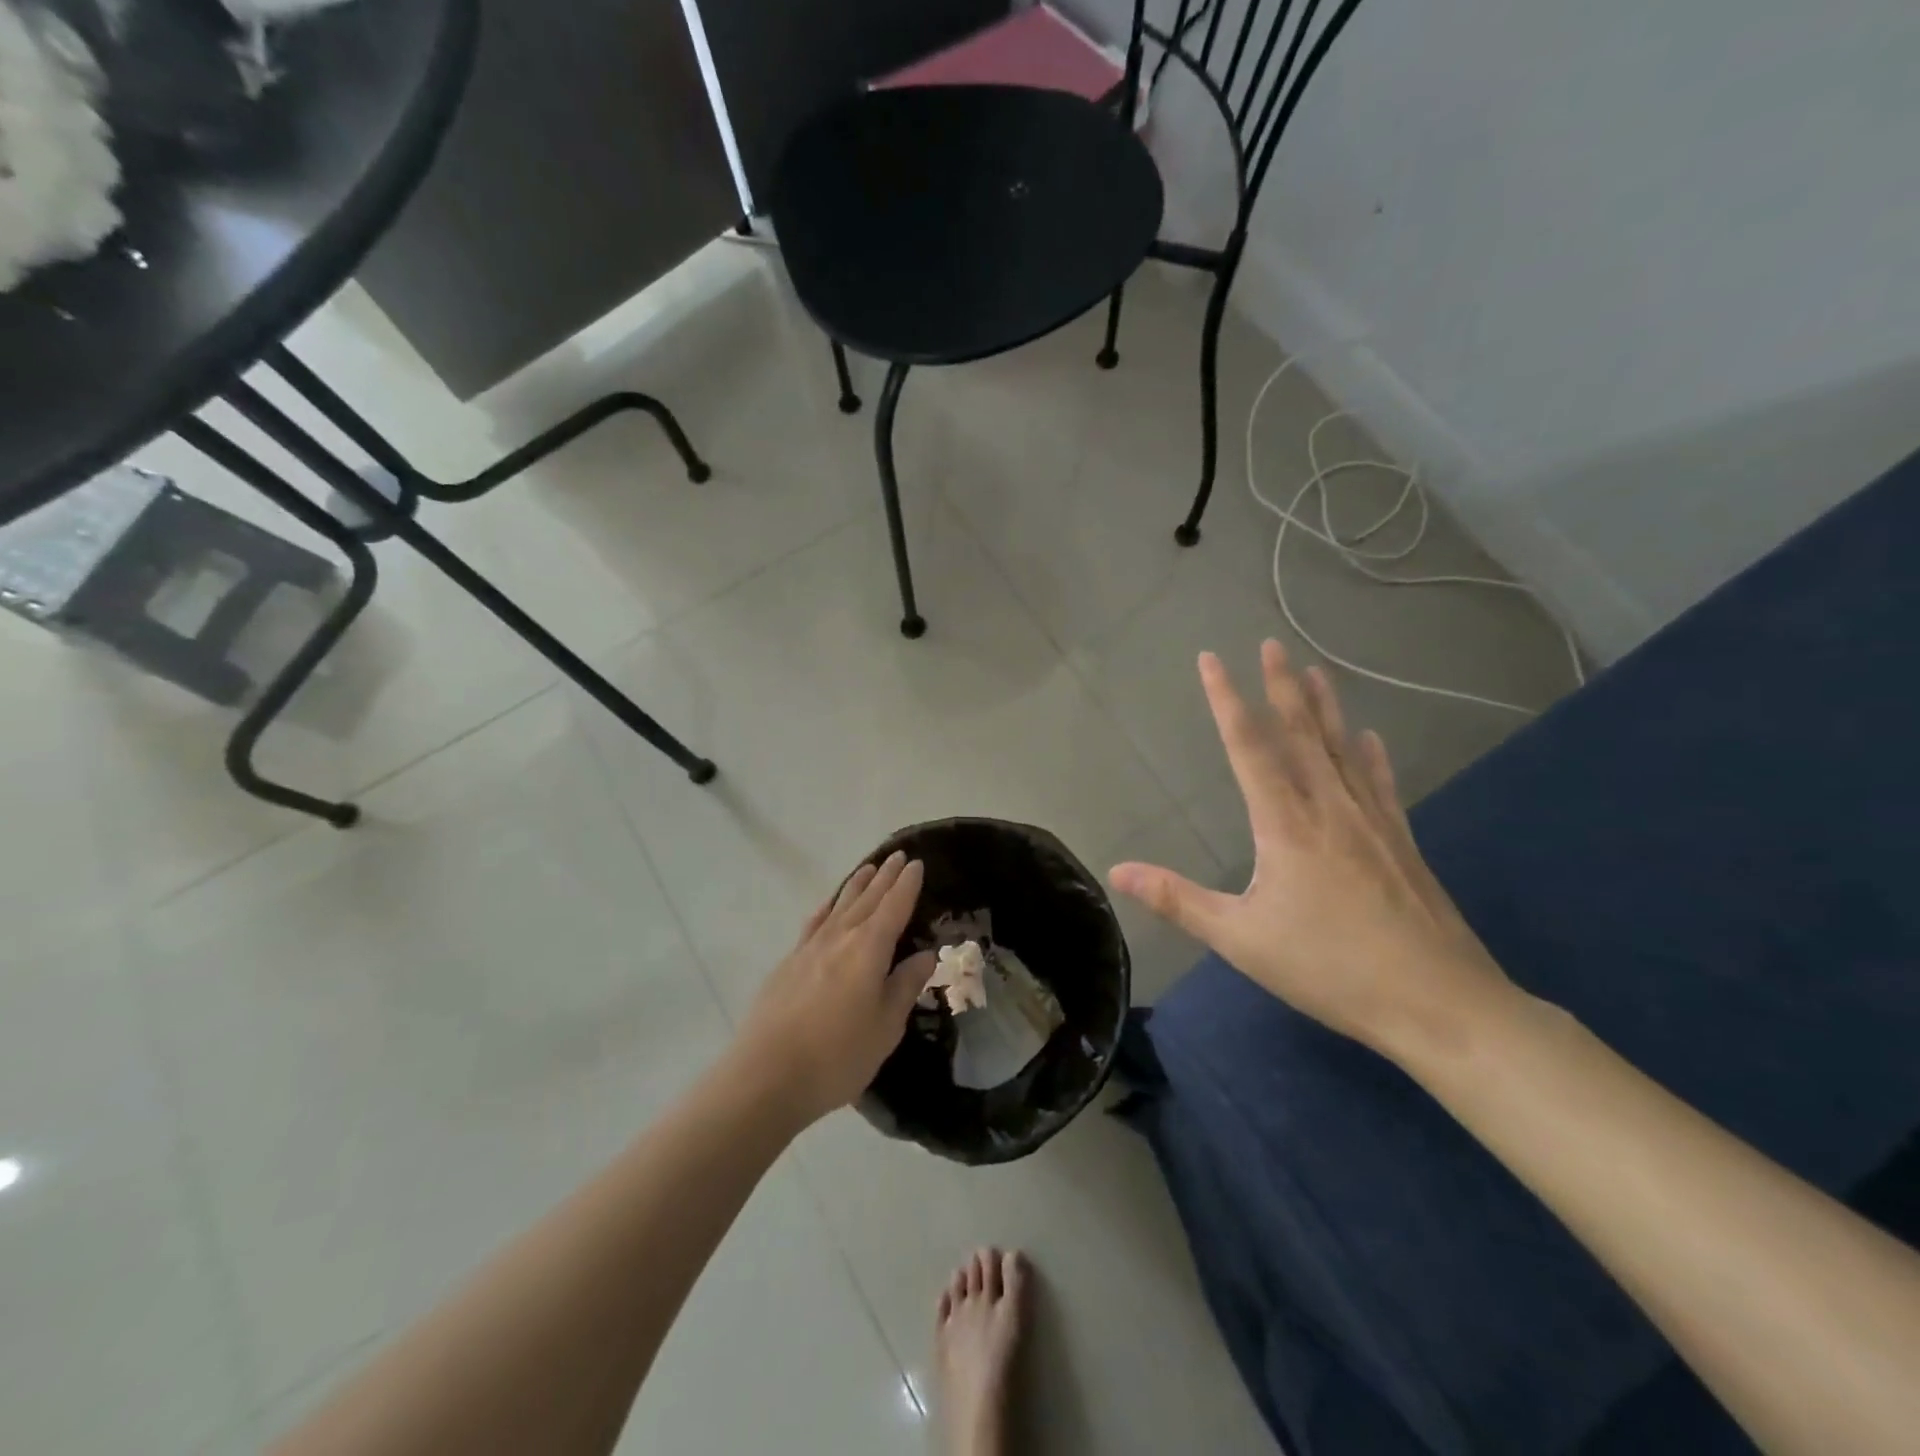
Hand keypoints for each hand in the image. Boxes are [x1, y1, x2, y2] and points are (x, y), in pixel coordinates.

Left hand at [732, 852, 932, 1123]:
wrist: (766, 1075)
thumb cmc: (837, 1056)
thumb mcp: (886, 1027)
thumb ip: (905, 986)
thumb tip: (926, 955)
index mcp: (869, 950)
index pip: (894, 907)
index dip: (907, 885)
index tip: (917, 864)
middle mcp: (840, 938)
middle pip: (867, 899)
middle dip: (885, 877)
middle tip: (898, 856)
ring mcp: (810, 948)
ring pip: (839, 905)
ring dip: (856, 885)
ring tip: (868, 868)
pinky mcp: (788, 963)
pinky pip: (814, 922)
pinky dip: (826, 908)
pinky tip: (828, 906)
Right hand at [1110, 642, 1516, 1059]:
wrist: (1440, 1004)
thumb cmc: (1331, 968)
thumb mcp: (1241, 939)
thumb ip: (1178, 900)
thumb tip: (1117, 871)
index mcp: (1286, 824)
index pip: (1249, 747)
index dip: (1227, 700)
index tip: (1212, 659)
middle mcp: (1330, 808)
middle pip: (1301, 734)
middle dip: (1282, 686)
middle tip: (1272, 644)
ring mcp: (1372, 822)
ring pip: (1342, 750)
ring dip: (1325, 707)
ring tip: (1316, 671)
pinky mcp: (1401, 843)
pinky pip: (1380, 783)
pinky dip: (1371, 755)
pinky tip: (1369, 738)